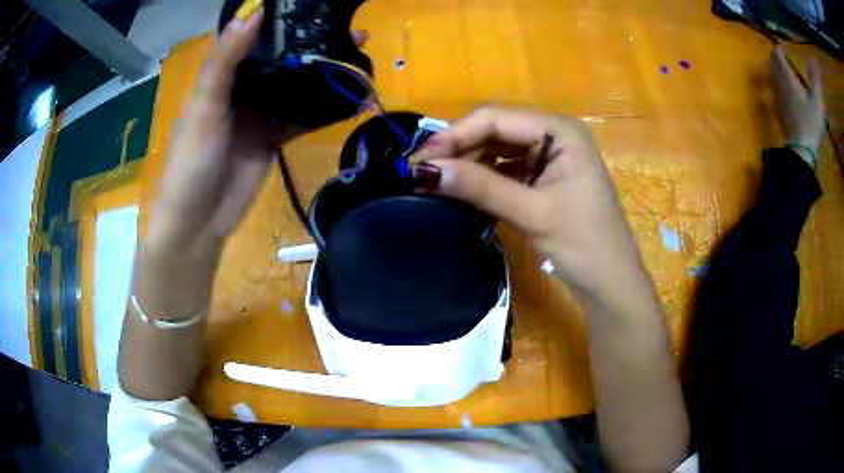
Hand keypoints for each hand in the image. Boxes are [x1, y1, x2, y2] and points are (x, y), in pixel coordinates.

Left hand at [139, 9, 366, 317]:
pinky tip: (351, 95)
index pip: (254, 36)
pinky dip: (325, 107)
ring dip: (322, 69)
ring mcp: (262, 111)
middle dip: (311, 40)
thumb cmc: (192, 160)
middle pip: (281, 56)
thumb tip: (253, 12)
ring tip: (357, 53)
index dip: (279, 17)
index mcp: (223, 74)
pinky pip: (304, 115)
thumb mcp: (204, 107)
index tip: (311, 2)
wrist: (201, 219)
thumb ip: (225, 61)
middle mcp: (244, 87)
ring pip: (296, 83)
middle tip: (348, 28)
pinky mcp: (276, 136)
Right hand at [414, 107, 645, 297]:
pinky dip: (483, 176)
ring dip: (467, 162)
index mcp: (560, 130)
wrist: (610, 283)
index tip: (418, 159)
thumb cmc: (584, 245)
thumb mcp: (532, 213)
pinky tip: (462, 186)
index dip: (454, 135)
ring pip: (497, 148)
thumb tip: (423, 171)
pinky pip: (505, 167)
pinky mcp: (544, 175)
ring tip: (436, 180)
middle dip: (458, 148)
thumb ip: (479, 187)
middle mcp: (554, 134)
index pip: (496, 118)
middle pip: (495, 129)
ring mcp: (549, 155)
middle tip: (421, 171)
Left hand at [770, 46, 824, 163]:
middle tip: (781, 57)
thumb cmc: (811, 123)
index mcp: (787, 77)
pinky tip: (781, 89)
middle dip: (776, 58)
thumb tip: (812, 60)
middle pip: (772, 63)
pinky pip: (773, 90)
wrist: (801, 148)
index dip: (778, 49)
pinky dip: (775, 83)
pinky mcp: (776, 109)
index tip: (783, 49)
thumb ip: (814, 79)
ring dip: (774, 69)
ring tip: (781, 70)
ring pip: (771, 75)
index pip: (777, 54)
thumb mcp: (817, 101)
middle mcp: (778, 82)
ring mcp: (775, 96)